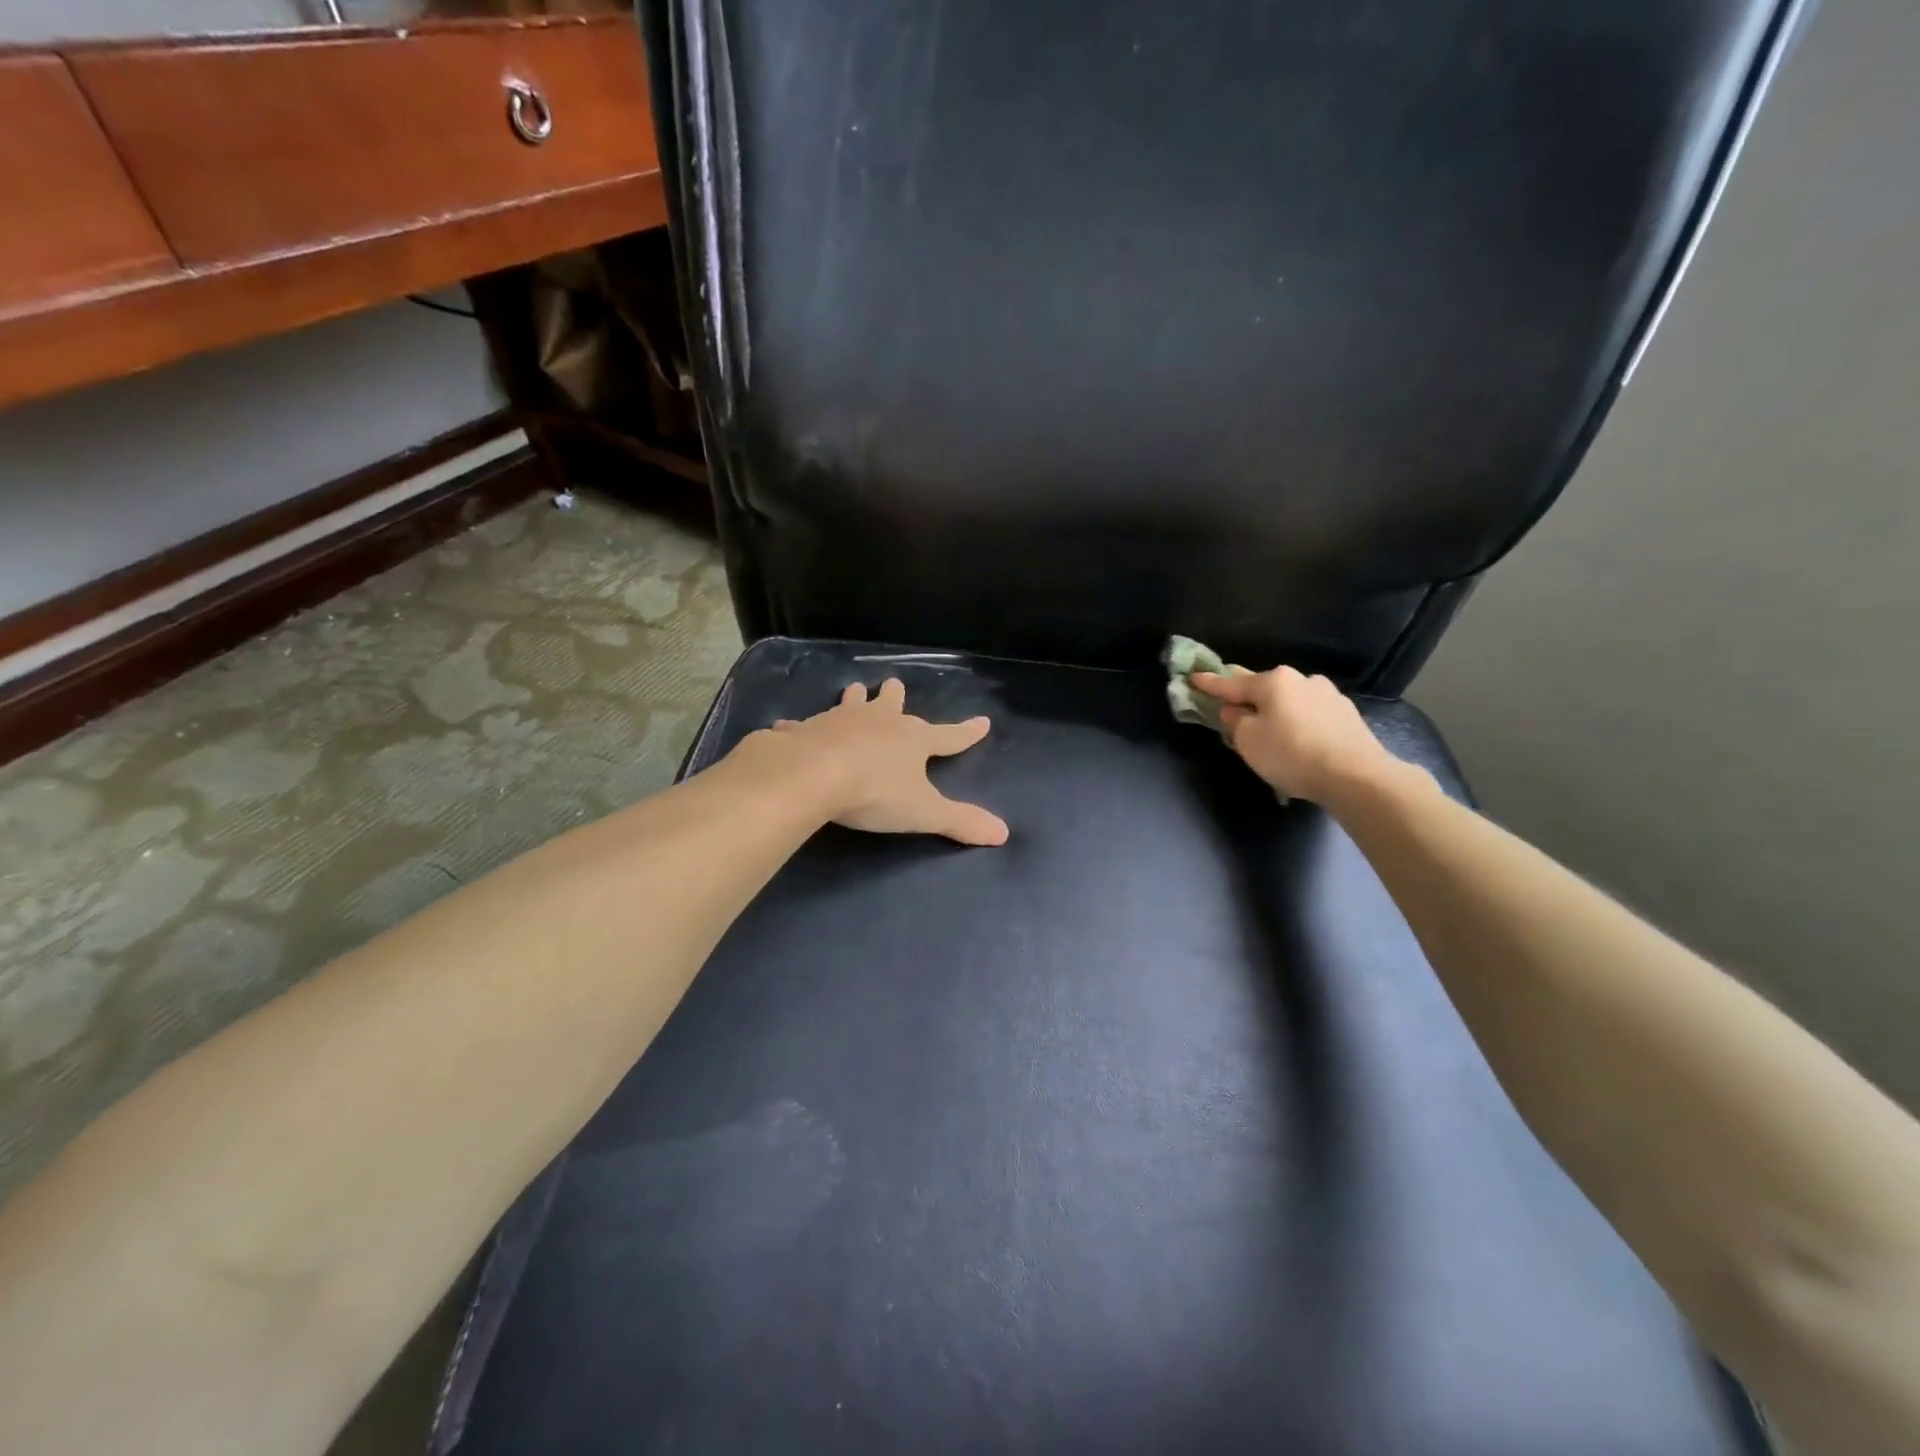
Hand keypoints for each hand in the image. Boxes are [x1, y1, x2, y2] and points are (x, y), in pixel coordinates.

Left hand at [755, 678, 1009, 845]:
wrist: (813, 775)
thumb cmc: (875, 792)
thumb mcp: (924, 812)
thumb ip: (960, 821)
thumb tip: (1003, 833)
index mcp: (912, 740)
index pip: (949, 736)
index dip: (967, 732)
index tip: (983, 721)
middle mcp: (878, 722)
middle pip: (892, 703)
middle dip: (895, 696)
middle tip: (894, 685)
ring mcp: (839, 721)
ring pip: (850, 703)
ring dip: (854, 698)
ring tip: (854, 689)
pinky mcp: (804, 730)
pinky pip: (801, 725)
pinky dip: (798, 726)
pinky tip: (788, 726)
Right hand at [1190, 665, 1398, 803]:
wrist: (1355, 775)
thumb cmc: (1291, 754)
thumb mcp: (1248, 741)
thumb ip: (1235, 721)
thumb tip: (1235, 710)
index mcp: (1273, 682)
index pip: (1231, 683)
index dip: (1209, 683)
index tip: (1193, 677)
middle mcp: (1301, 680)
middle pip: (1264, 686)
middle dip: (1246, 694)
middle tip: (1231, 701)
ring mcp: (1327, 694)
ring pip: (1290, 699)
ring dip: (1276, 709)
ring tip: (1270, 729)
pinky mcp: (1346, 714)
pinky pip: (1310, 713)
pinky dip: (1298, 721)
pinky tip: (1299, 739)